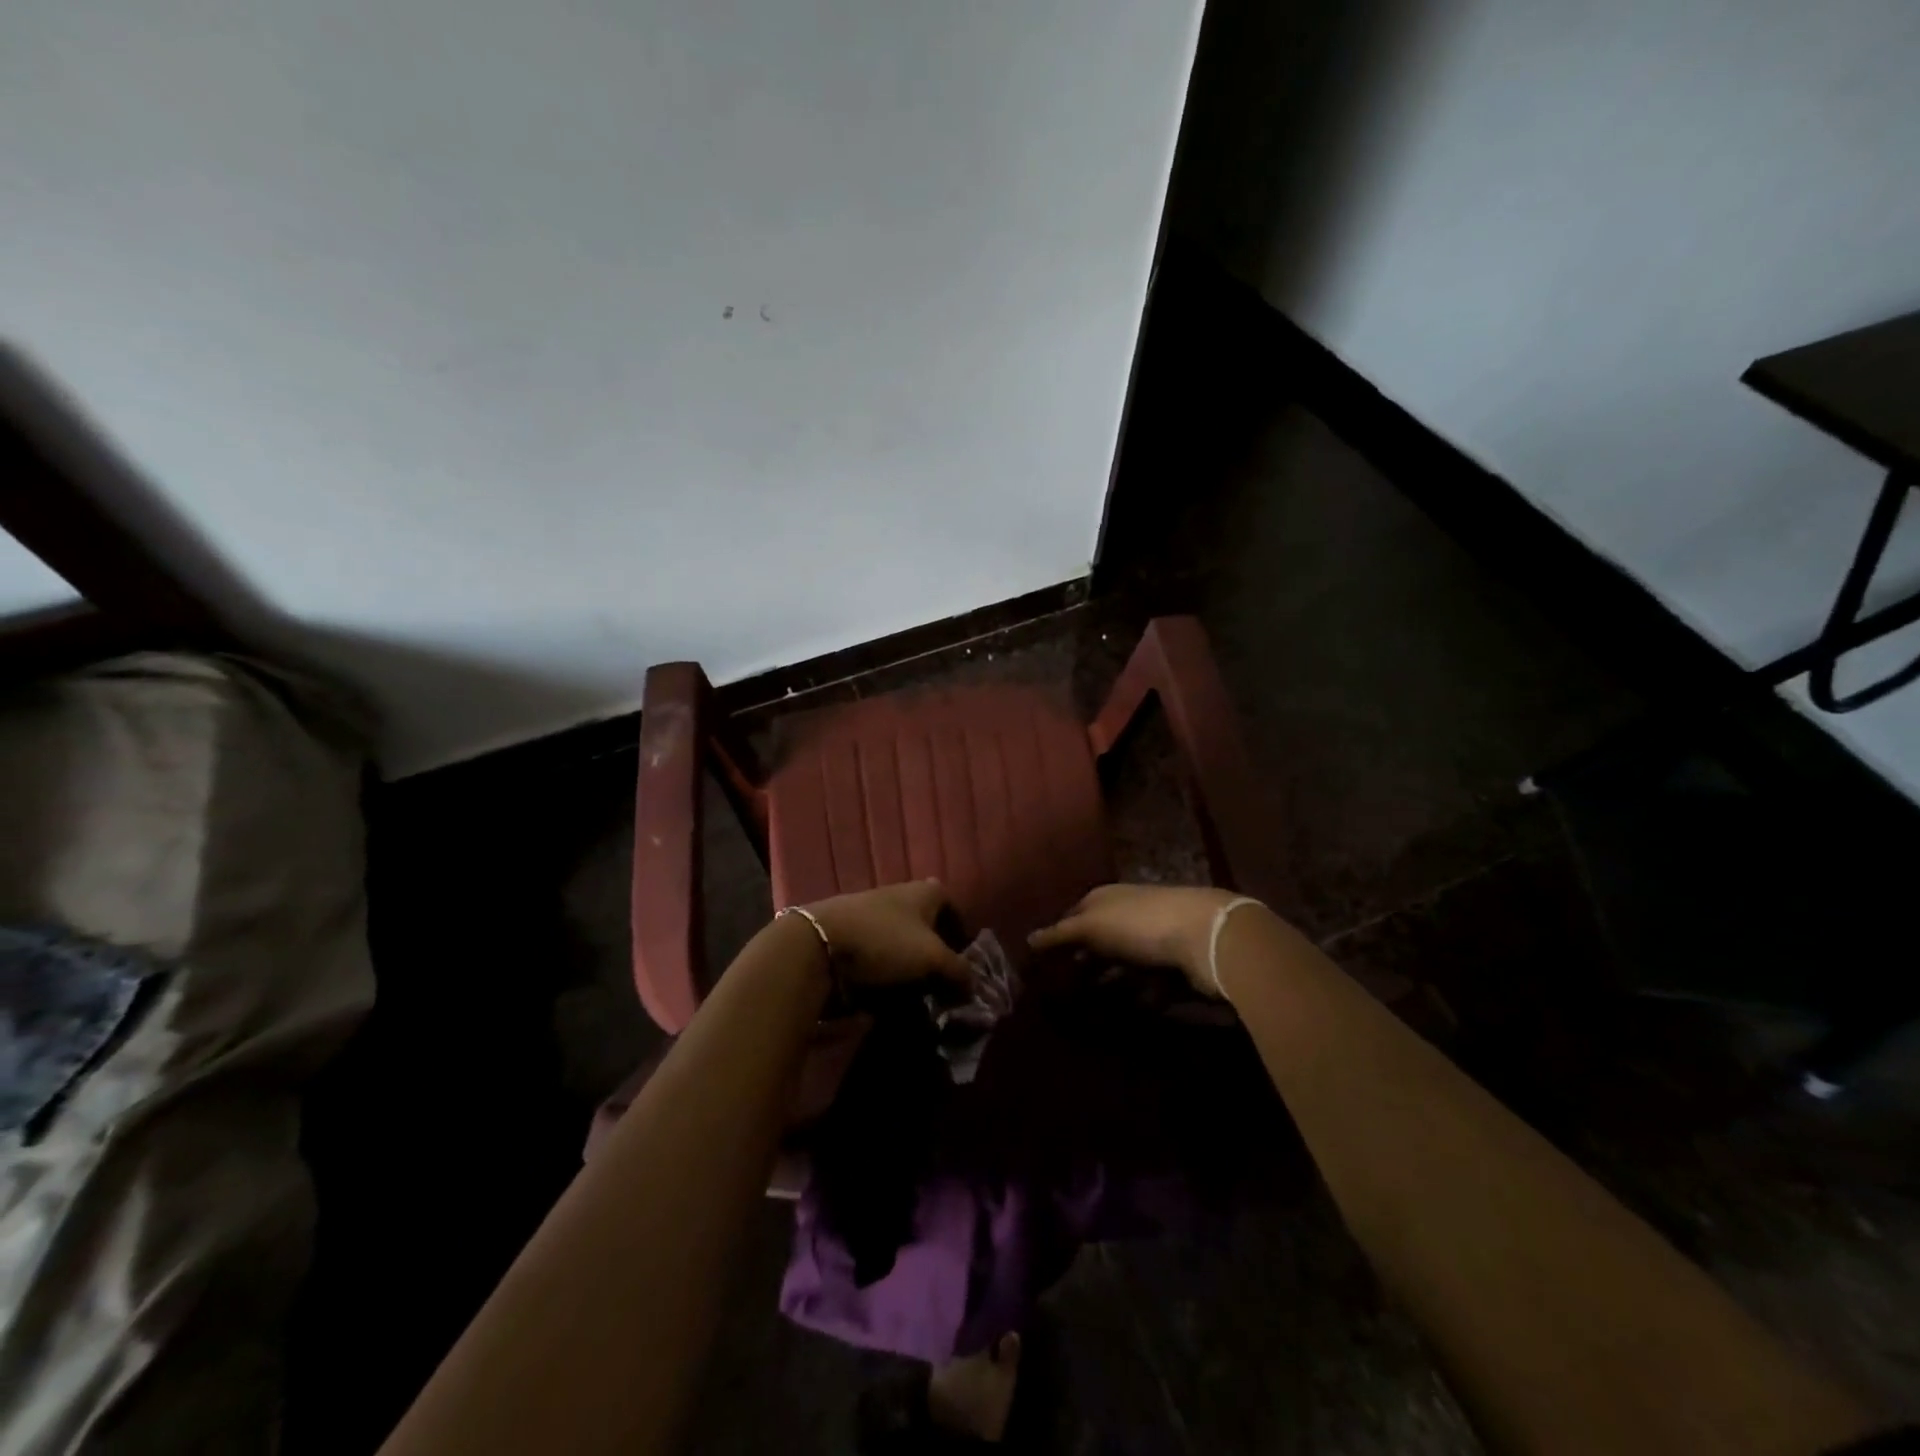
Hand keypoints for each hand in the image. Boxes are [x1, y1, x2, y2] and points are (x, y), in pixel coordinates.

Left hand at [803, 879, 973, 993]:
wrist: (818, 945)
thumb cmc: (885, 941)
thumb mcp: (933, 958)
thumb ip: (959, 972)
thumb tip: (973, 986)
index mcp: (925, 892)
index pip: (953, 907)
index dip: (962, 933)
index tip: (965, 962)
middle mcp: (900, 897)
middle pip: (927, 927)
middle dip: (937, 956)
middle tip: (944, 986)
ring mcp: (873, 916)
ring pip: (903, 945)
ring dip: (912, 970)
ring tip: (918, 997)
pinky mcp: (851, 937)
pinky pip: (879, 958)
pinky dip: (888, 975)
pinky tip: (890, 996)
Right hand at [1028, 883, 1247, 997]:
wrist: (1205, 936)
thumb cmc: (1140, 924)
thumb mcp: (1092, 926)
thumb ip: (1060, 934)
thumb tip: (1027, 939)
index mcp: (1105, 898)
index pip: (1072, 917)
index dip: (1057, 940)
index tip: (1041, 967)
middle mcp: (1127, 913)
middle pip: (1098, 941)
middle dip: (1082, 964)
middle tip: (1062, 992)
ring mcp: (1152, 937)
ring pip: (1123, 963)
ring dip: (1109, 983)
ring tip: (1090, 1009)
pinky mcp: (1174, 963)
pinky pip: (1149, 982)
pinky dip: (1140, 995)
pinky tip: (1130, 1012)